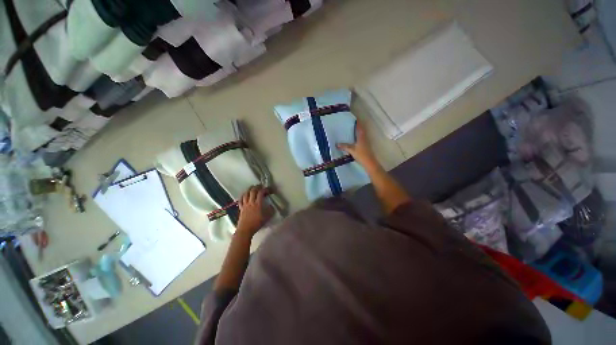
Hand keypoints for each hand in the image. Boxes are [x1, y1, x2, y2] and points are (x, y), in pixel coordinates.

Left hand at [237, 185, 273, 236]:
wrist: (246, 229)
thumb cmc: (257, 223)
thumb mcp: (267, 217)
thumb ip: (271, 210)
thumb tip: (272, 206)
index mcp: (258, 204)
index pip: (261, 193)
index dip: (265, 189)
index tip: (269, 190)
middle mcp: (251, 202)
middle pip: (253, 191)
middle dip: (257, 187)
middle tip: (261, 186)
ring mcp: (245, 204)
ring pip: (246, 193)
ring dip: (250, 189)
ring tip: (253, 188)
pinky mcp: (241, 207)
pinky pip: (241, 199)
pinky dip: (243, 195)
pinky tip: (245, 194)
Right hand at [337, 122, 379, 168]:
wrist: (369, 162)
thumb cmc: (361, 154)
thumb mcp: (351, 150)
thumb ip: (344, 146)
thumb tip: (337, 144)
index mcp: (361, 136)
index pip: (360, 127)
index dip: (358, 123)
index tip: (354, 119)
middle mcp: (364, 138)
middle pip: (361, 130)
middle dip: (357, 126)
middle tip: (351, 124)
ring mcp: (366, 142)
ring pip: (362, 134)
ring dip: (358, 132)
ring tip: (352, 130)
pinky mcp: (366, 146)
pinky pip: (361, 138)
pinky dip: (358, 137)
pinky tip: (354, 139)